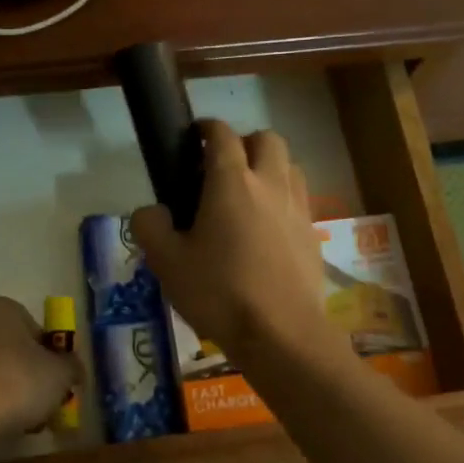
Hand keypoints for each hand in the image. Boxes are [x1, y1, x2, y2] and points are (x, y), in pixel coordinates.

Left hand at [0, 295, 80, 439]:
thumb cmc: (17, 380)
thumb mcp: (60, 373)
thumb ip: (71, 366)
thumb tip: (73, 369)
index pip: (33, 327)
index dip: (49, 355)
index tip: (56, 380)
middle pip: (9, 347)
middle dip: (26, 371)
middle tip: (41, 398)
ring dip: (6, 387)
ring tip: (21, 418)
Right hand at [130, 122, 331, 365]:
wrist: (281, 334)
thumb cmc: (219, 293)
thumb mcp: (167, 263)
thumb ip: (150, 227)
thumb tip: (151, 211)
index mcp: (232, 182)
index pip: (222, 135)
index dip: (207, 128)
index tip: (195, 135)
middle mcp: (270, 184)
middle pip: (266, 139)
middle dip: (245, 142)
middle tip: (223, 166)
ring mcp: (297, 208)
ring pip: (289, 165)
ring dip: (269, 166)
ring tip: (248, 193)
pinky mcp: (312, 234)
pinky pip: (299, 198)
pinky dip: (283, 197)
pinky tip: (267, 227)